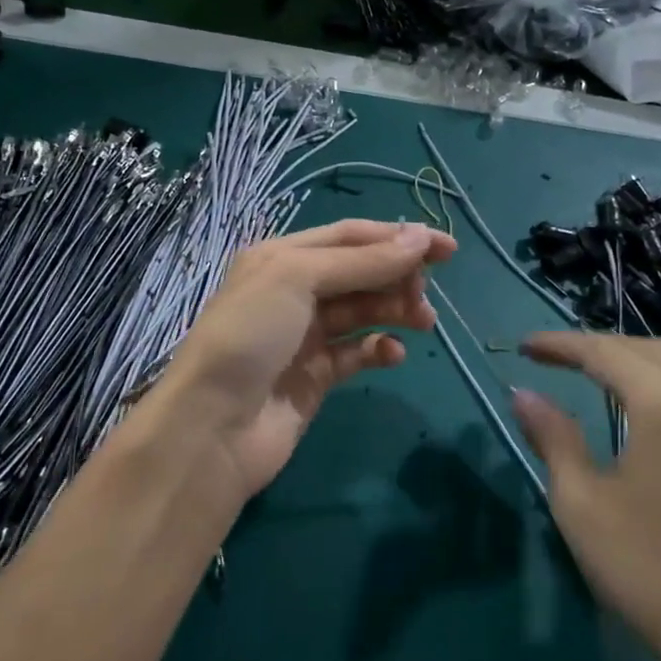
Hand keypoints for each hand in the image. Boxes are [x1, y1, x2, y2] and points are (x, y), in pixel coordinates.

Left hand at [152, 219, 456, 506]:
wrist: (213, 424)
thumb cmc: (250, 334)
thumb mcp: (298, 279)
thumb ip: (361, 261)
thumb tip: (420, 238)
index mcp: (282, 257)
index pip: (349, 237)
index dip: (397, 237)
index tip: (447, 247)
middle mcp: (293, 290)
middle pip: (359, 272)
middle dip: (397, 276)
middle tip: (426, 293)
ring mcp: (304, 335)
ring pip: (362, 311)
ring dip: (395, 310)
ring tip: (424, 321)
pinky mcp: (315, 376)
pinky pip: (357, 353)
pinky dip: (379, 350)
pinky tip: (394, 354)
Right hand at [511, 334, 660, 660]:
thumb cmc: (650, 571)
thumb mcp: (582, 503)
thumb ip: (553, 437)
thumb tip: (523, 394)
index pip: (605, 353)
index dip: (561, 345)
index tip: (524, 347)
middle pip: (648, 349)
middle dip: (598, 347)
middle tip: (556, 359)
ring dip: (643, 354)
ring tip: (605, 369)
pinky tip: (655, 399)